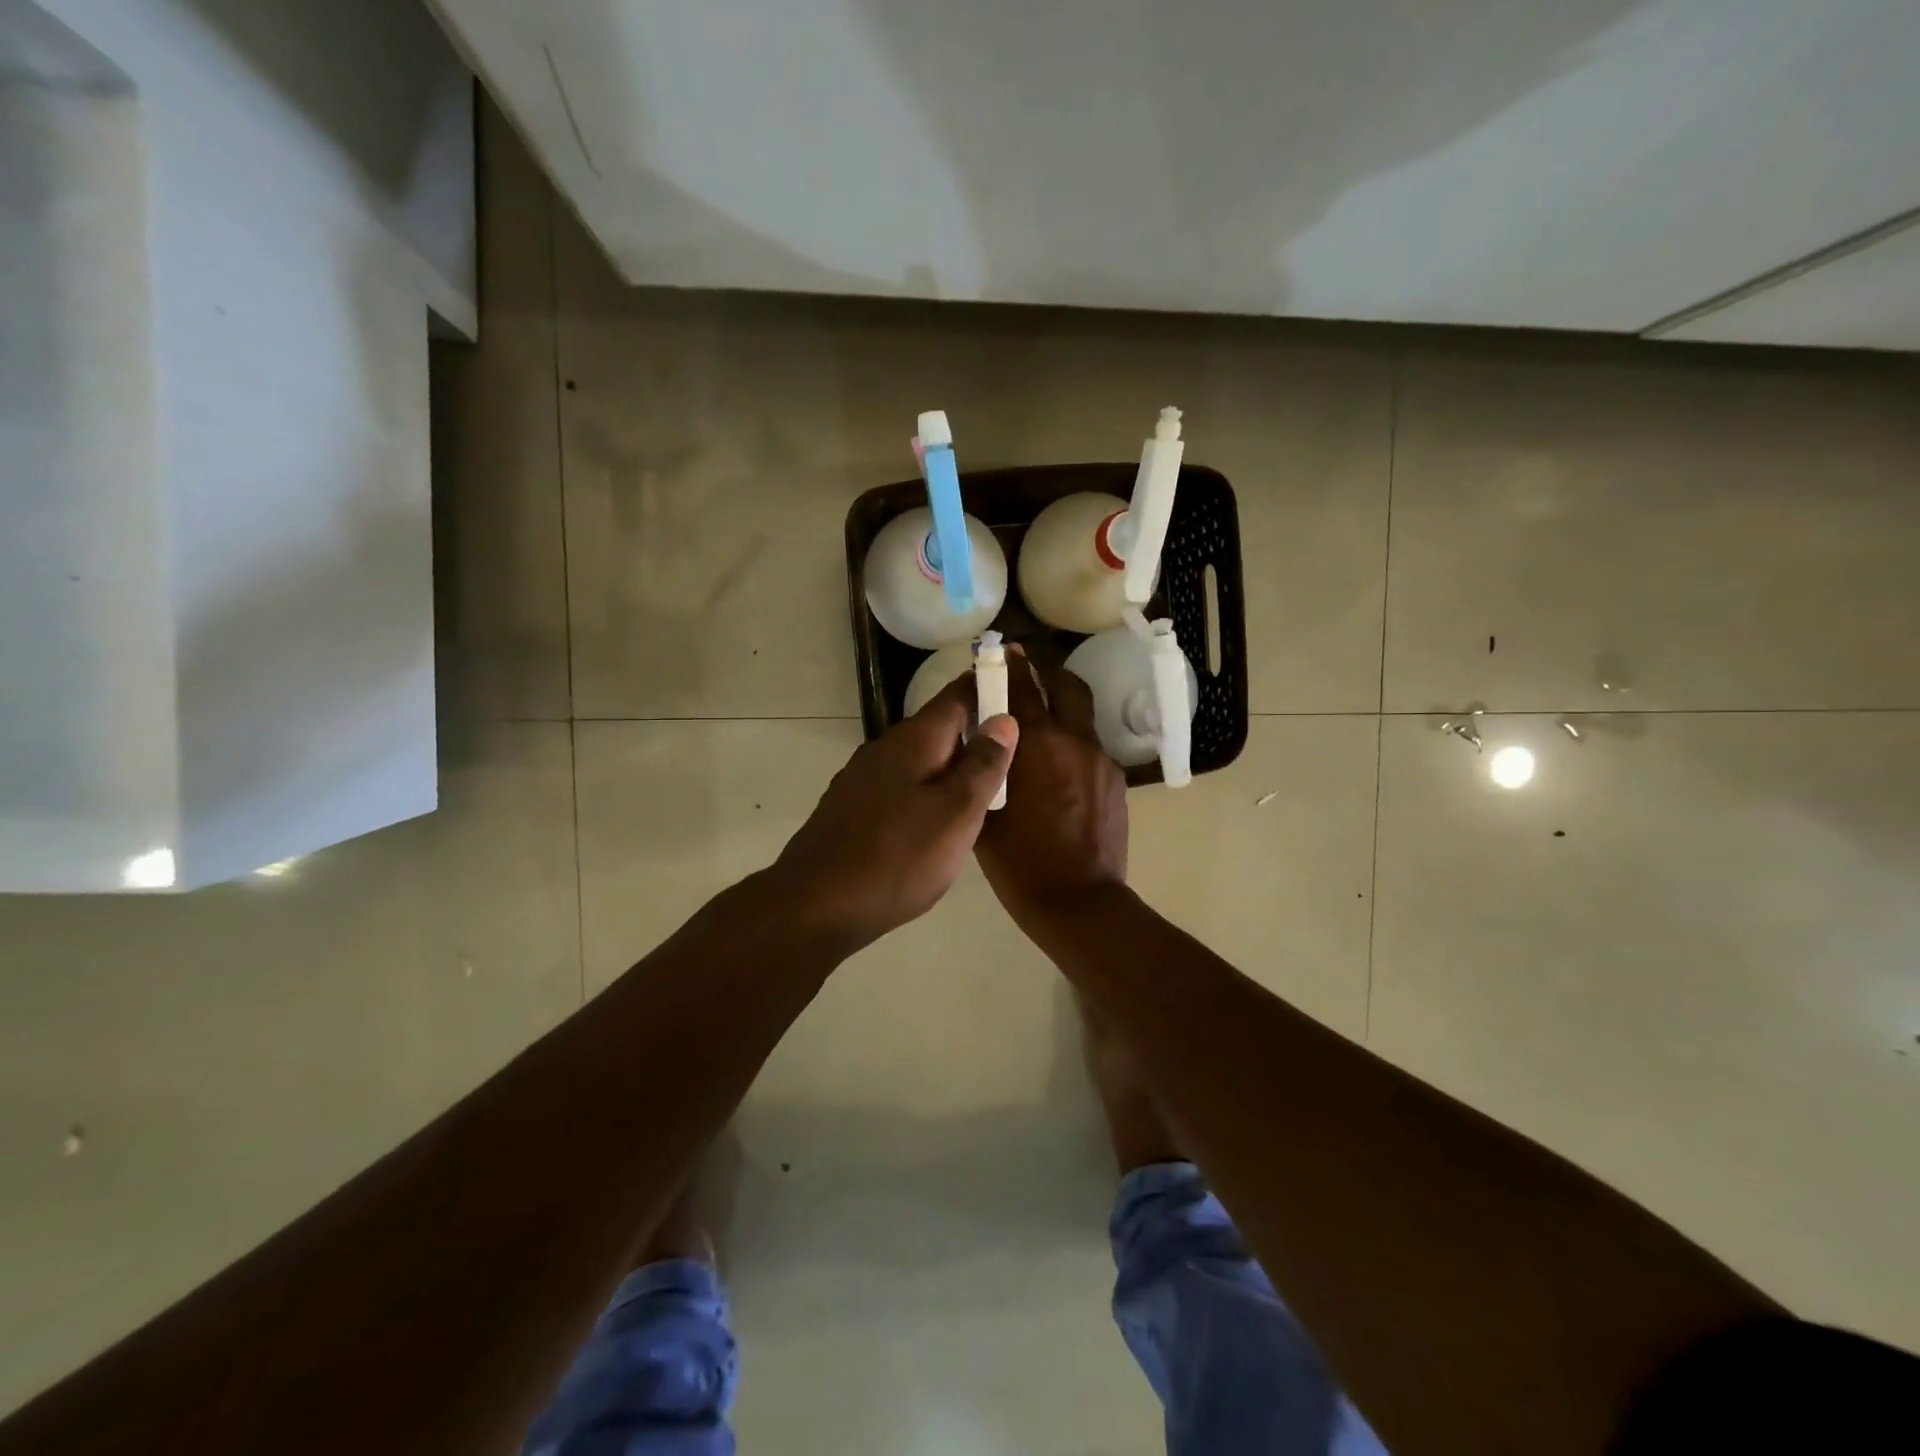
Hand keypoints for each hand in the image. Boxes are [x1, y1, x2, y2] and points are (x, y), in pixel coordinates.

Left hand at [771, 673, 1017, 951]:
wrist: (816, 904)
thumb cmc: (898, 857)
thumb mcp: (956, 812)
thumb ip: (983, 765)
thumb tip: (1003, 718)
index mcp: (914, 740)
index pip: (957, 695)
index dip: (987, 684)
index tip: (1018, 680)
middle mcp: (885, 749)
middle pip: (938, 727)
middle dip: (975, 730)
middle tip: (1016, 747)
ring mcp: (863, 779)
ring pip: (920, 759)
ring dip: (952, 764)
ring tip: (986, 784)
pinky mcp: (853, 808)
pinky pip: (902, 785)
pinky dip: (928, 789)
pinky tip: (939, 817)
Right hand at [975, 653, 1128, 934]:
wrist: (1079, 902)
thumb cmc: (1020, 863)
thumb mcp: (985, 815)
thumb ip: (983, 771)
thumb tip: (979, 746)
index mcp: (1037, 745)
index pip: (1022, 688)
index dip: (1011, 665)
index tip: (1005, 649)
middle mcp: (1074, 741)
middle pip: (1067, 686)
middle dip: (1048, 673)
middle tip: (1030, 675)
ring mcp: (1101, 760)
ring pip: (1083, 718)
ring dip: (1063, 711)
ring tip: (1043, 730)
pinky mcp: (1116, 782)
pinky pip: (1091, 749)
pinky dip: (1074, 746)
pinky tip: (1060, 773)